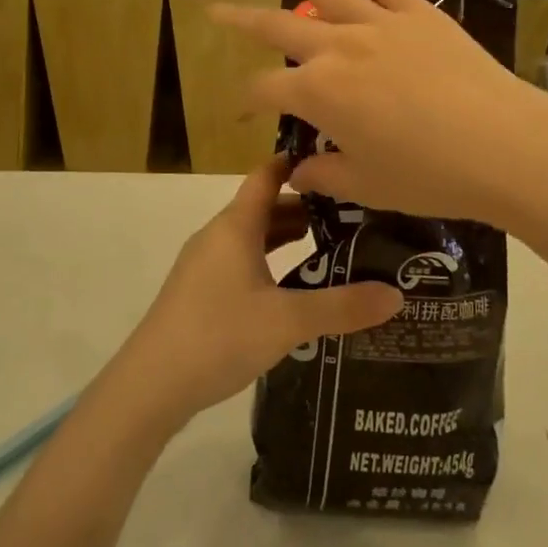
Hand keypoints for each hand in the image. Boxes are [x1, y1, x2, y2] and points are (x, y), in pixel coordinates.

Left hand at [115, 158, 401, 422]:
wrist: (150, 386)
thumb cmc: (218, 335)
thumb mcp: (288, 322)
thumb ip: (342, 307)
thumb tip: (397, 293)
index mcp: (235, 225)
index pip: (267, 174)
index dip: (298, 163)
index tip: (336, 160)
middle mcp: (218, 235)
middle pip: (263, 207)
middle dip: (304, 206)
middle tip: (350, 212)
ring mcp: (204, 265)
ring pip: (252, 237)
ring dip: (286, 237)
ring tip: (329, 246)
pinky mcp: (199, 292)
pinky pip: (241, 261)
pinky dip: (269, 261)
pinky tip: (291, 287)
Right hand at [211, 0, 547, 227]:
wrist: (503, 146)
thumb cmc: (431, 175)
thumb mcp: (369, 185)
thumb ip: (325, 175)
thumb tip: (297, 172)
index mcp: (319, 95)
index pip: (266, 90)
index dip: (247, 102)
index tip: (243, 113)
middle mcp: (337, 48)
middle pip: (277, 28)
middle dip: (241, 20)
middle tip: (216, 9)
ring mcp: (377, 23)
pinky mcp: (415, 11)